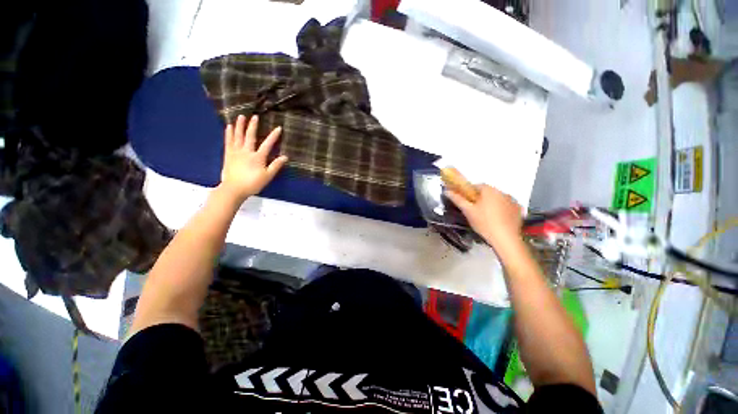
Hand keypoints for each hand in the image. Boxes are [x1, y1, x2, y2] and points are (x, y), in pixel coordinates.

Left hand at [218, 115, 287, 202]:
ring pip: (238, 136)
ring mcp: (236, 152)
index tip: (278, 128)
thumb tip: (285, 157)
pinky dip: (229, 133)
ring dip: (239, 126)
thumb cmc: (253, 183)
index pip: (268, 144)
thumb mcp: (267, 176)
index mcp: (258, 157)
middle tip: (254, 116)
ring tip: (240, 117)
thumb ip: (276, 165)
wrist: (234, 189)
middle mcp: (246, 151)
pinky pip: (228, 141)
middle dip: (253, 126)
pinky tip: (229, 127)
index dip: (273, 136)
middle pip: (250, 136)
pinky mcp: (228, 154)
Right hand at [446, 185, 522, 251]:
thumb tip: (447, 191)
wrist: (505, 239)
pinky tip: (498, 220)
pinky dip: (501, 209)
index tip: (466, 202)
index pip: (476, 185)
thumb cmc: (484, 223)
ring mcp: (513, 200)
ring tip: (486, 216)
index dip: (469, 192)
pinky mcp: (519, 210)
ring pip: (497, 198)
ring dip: (491, 203)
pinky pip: (506, 206)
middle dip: (480, 198)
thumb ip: (457, 199)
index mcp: (489, 190)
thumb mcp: (468, 211)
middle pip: (488, 192)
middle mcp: (502, 192)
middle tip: (474, 210)